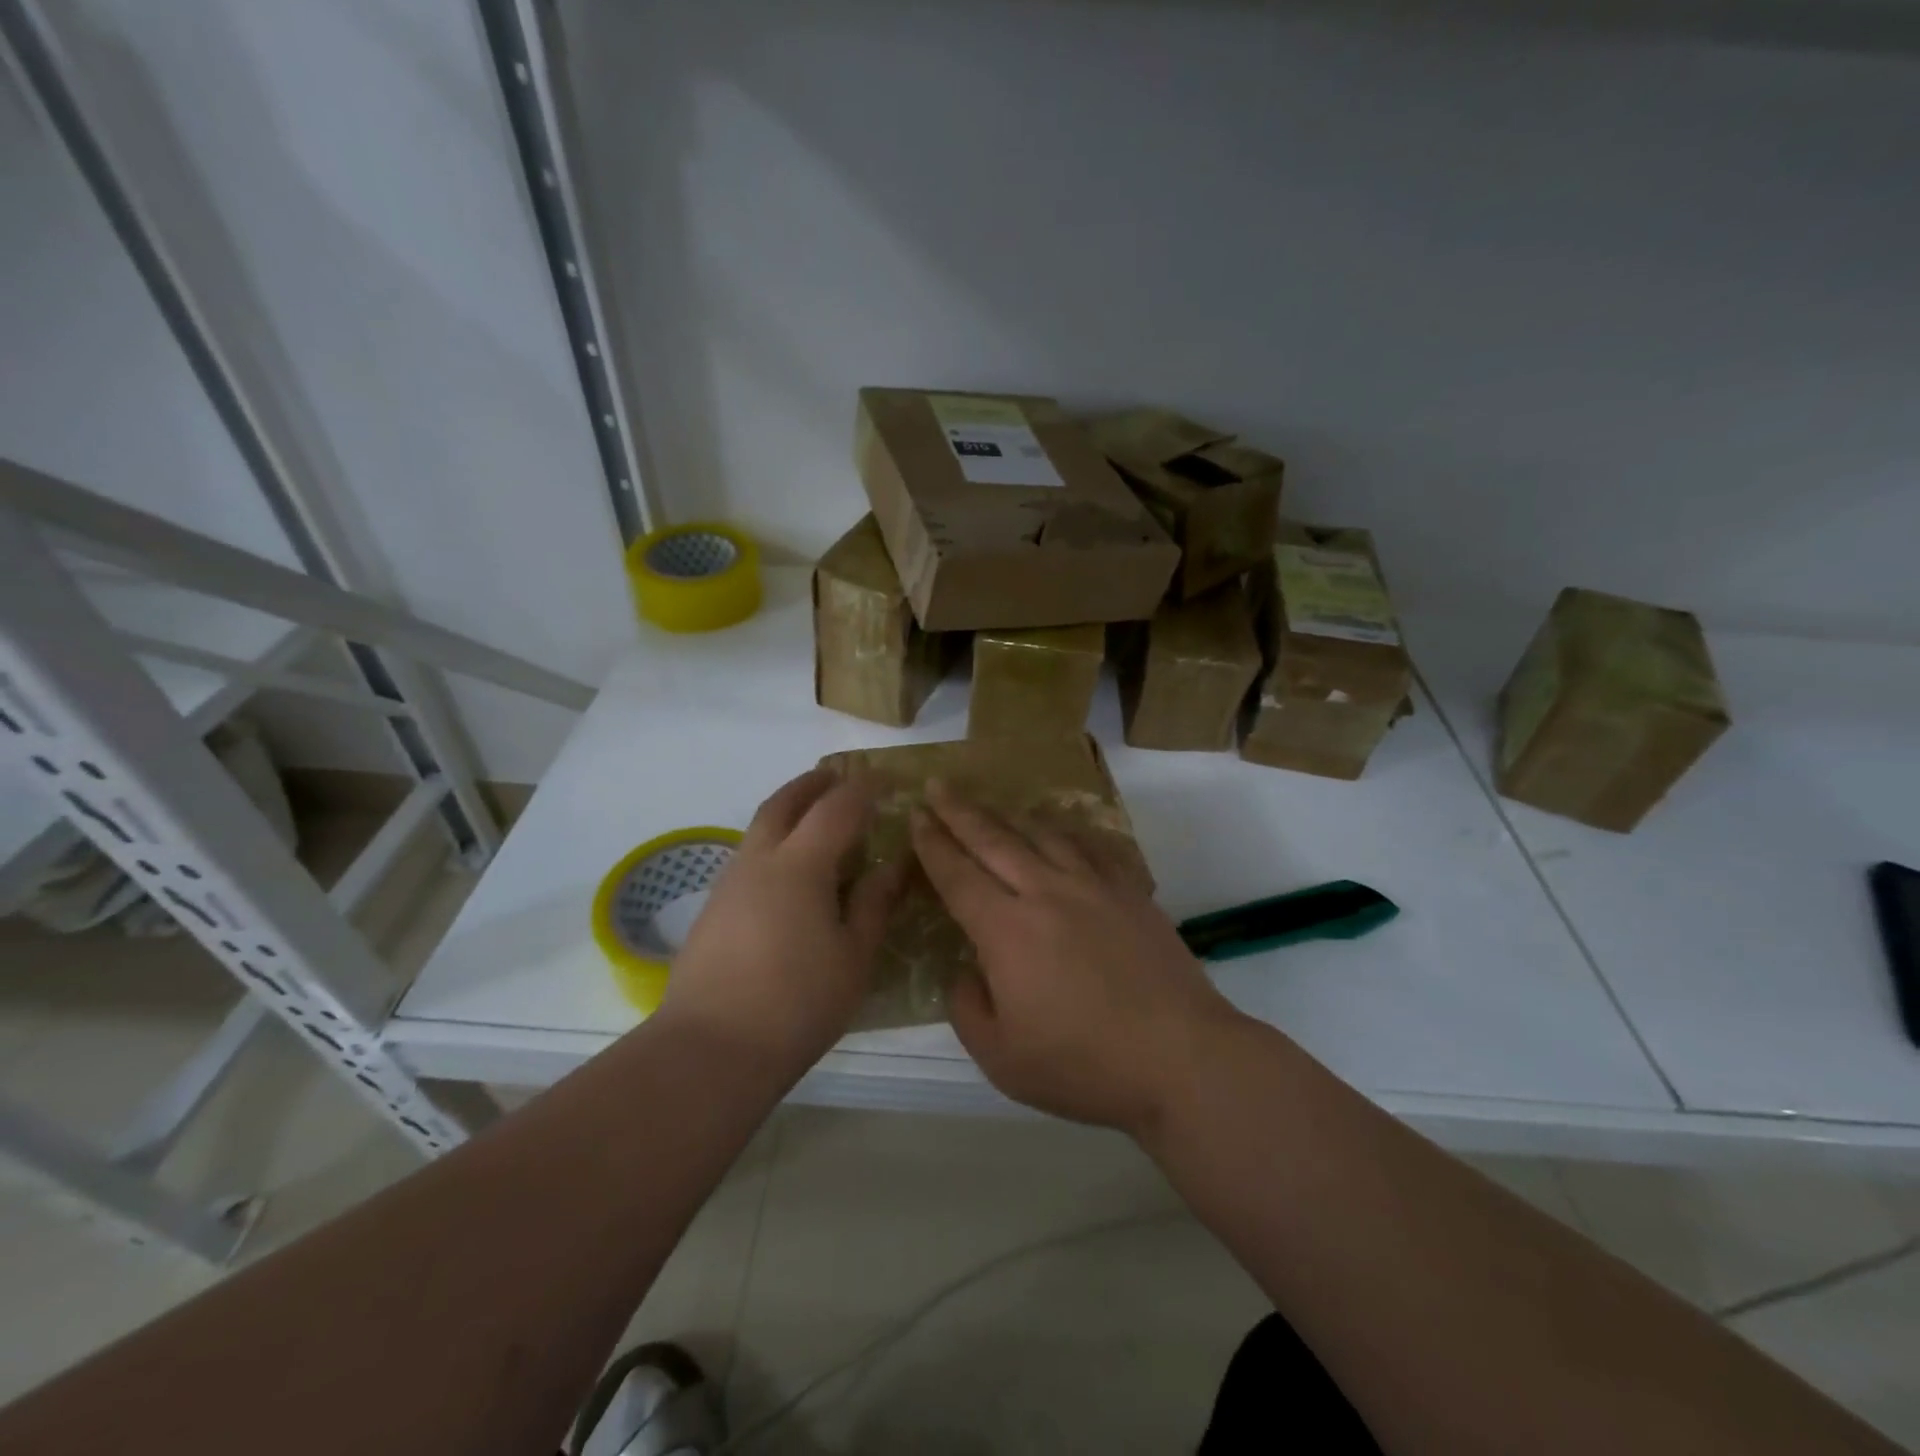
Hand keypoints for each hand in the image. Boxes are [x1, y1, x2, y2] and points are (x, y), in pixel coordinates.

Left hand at [657, 769, 904, 1078]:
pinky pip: (750, 857)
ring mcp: (729, 883)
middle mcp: (759, 861)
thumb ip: (873, 903)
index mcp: (800, 865)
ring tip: (817, 822)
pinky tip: (790, 875)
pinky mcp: (714, 909)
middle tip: (839, 778)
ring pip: (761, 828)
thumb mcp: (853, 956)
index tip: (887, 780)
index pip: (837, 808)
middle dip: (813, 784)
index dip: (864, 788)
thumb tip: (892, 864)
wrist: (710, 1050)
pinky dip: (775, 844)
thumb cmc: (797, 1002)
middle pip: (784, 802)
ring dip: (789, 811)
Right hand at [910, 783, 1244, 1134]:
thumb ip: (967, 1008)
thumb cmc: (1084, 1065)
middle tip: (939, 784)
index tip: (916, 816)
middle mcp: (1046, 893)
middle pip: (994, 840)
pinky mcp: (1130, 892)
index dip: (933, 844)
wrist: (1180, 1058)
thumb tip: (964, 970)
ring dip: (1010, 816)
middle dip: (960, 811)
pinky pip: (1091, 846)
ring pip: (1043, 834)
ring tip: (993, 805)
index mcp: (1007, 930)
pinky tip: (1061, 831)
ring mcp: (1093, 887)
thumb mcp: (1002, 1058)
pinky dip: (1067, 832)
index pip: (958, 875)